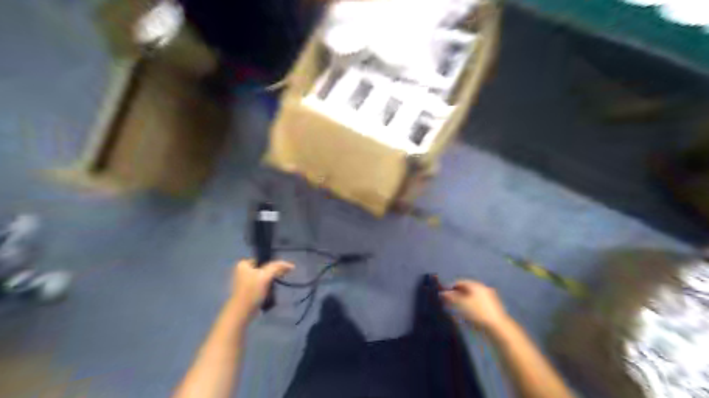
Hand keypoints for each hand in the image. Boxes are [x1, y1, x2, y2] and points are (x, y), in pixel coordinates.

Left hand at [228, 259, 291, 320]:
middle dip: (272, 273)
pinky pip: (261, 285)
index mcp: (243, 264)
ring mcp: (244, 282)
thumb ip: (277, 267)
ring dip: (270, 281)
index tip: (280, 271)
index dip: (273, 264)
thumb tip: (291, 265)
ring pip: (263, 277)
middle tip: (280, 278)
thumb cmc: (252, 291)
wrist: (242, 312)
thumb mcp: (265, 276)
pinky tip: (270, 292)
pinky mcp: (248, 291)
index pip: (263, 259)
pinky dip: (266, 287)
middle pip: (263, 268)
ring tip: (275, 286)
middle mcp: (242, 271)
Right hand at [442, 279, 511, 332]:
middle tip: (449, 303)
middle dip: (456, 295)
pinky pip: (477, 305)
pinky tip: (466, 316)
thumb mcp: (461, 304)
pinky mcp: (492, 309)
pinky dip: (469, 308)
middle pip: (466, 290)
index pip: (460, 282)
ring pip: (472, 298)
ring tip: (456, 310)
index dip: (450, 287)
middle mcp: (483, 289)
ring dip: (462, 302)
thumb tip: (442, 293)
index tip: (443, 295)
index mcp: (476, 285)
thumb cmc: (477, 313)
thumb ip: (450, 297)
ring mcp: (489, 299)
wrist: (497, 328)